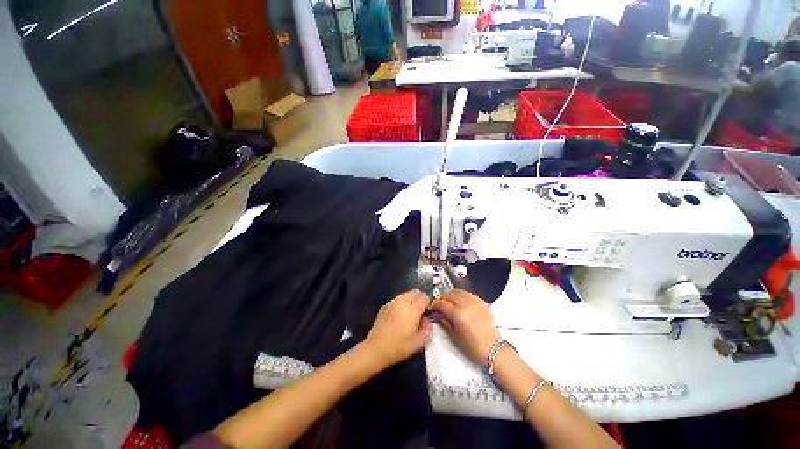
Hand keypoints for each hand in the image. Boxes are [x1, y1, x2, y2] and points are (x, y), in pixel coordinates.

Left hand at [363, 290, 430, 368]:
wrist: (375, 349)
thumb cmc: (398, 347)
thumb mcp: (418, 343)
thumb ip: (427, 330)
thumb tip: (427, 322)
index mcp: (412, 309)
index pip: (424, 297)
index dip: (428, 303)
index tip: (427, 312)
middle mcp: (402, 302)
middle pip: (415, 292)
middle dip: (419, 299)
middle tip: (420, 312)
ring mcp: (392, 302)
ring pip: (405, 294)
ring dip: (410, 300)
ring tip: (409, 314)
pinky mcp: (384, 306)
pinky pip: (396, 300)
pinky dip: (401, 304)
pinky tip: (398, 316)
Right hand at [430, 290, 499, 365]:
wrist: (493, 348)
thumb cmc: (471, 346)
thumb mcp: (454, 335)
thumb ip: (444, 321)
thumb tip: (435, 313)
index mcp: (458, 314)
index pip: (442, 303)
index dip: (434, 304)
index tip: (431, 307)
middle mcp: (466, 304)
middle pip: (449, 295)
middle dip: (441, 298)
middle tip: (438, 305)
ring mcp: (475, 301)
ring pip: (458, 291)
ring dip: (451, 295)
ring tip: (448, 302)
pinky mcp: (481, 301)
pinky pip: (468, 293)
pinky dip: (461, 295)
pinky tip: (459, 301)